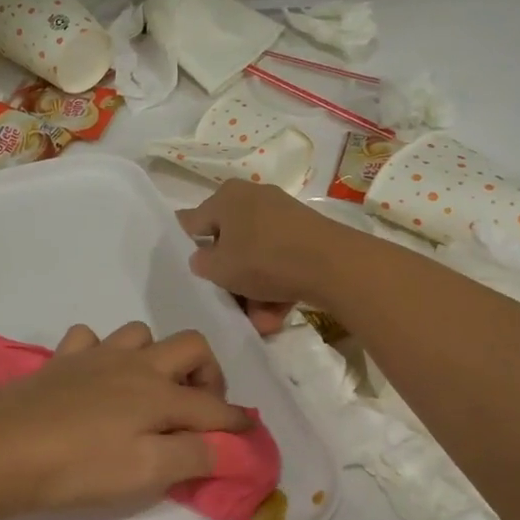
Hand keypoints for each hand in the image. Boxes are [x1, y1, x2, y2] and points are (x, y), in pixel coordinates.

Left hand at [0, 322, 250, 519]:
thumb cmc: (77, 466)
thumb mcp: (144, 472)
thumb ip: (192, 456)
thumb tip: (230, 446)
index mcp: (159, 393)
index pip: (213, 407)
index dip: (236, 423)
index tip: (250, 436)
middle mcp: (135, 364)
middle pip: (190, 346)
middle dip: (208, 374)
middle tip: (200, 409)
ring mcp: (95, 356)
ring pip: (141, 334)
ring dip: (156, 358)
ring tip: (149, 393)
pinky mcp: (61, 360)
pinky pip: (90, 340)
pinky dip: (102, 353)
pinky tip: (96, 378)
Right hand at [177, 181, 353, 332]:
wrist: (333, 264)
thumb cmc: (263, 259)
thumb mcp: (219, 268)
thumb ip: (201, 263)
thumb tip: (203, 258)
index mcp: (226, 197)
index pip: (194, 221)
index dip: (186, 245)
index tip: (187, 268)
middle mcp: (253, 199)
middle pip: (229, 244)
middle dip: (230, 280)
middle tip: (229, 304)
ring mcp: (282, 216)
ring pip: (257, 258)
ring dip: (254, 293)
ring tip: (261, 322)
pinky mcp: (306, 235)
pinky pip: (280, 262)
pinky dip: (276, 287)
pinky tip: (277, 316)